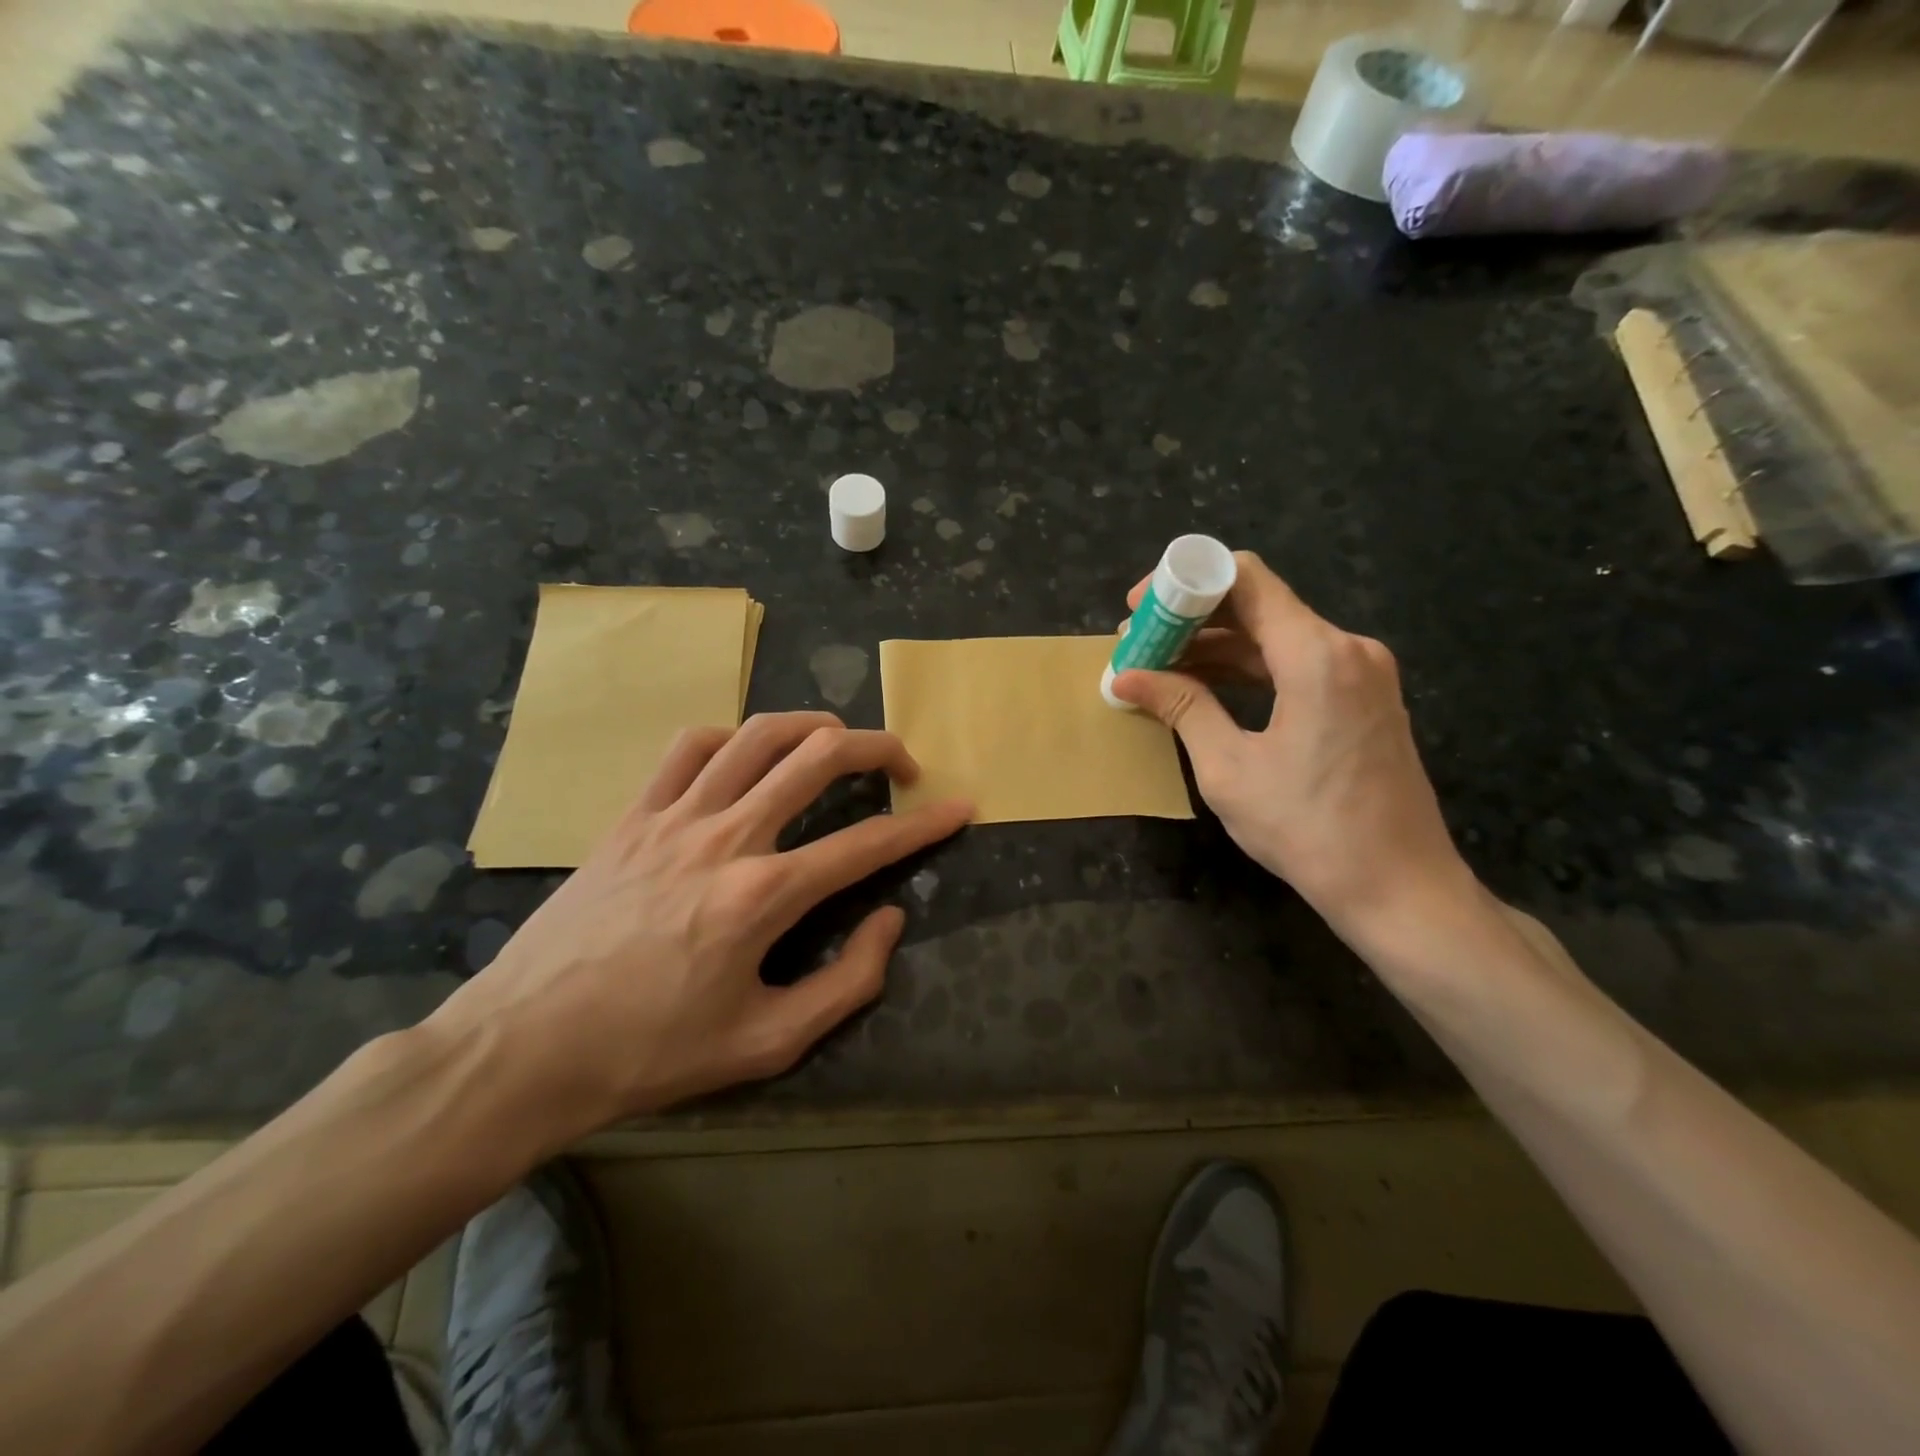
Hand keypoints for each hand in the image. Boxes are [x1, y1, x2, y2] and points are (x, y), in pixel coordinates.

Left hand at [430, 713, 971, 1132]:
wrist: (526, 1048)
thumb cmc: (653, 1053)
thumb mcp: (768, 1043)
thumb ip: (848, 982)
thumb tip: (889, 919)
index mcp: (763, 896)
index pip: (867, 843)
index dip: (925, 824)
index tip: (960, 806)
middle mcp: (726, 837)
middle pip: (818, 757)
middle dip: (878, 747)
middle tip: (903, 766)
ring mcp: (674, 817)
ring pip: (756, 734)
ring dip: (811, 725)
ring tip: (838, 741)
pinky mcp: (633, 815)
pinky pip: (689, 747)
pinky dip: (731, 737)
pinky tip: (746, 754)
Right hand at [1111, 553, 1473, 942]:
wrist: (1400, 888)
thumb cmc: (1308, 830)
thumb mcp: (1229, 768)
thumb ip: (1181, 708)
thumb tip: (1125, 676)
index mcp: (1316, 655)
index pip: (1245, 578)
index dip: (1184, 582)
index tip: (1140, 610)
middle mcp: (1347, 648)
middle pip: (1258, 605)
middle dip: (1192, 620)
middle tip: (1139, 647)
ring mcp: (1362, 673)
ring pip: (1276, 636)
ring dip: (1218, 648)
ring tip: (1160, 670)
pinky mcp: (1365, 698)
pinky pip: (1297, 664)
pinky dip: (1249, 670)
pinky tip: (1206, 689)